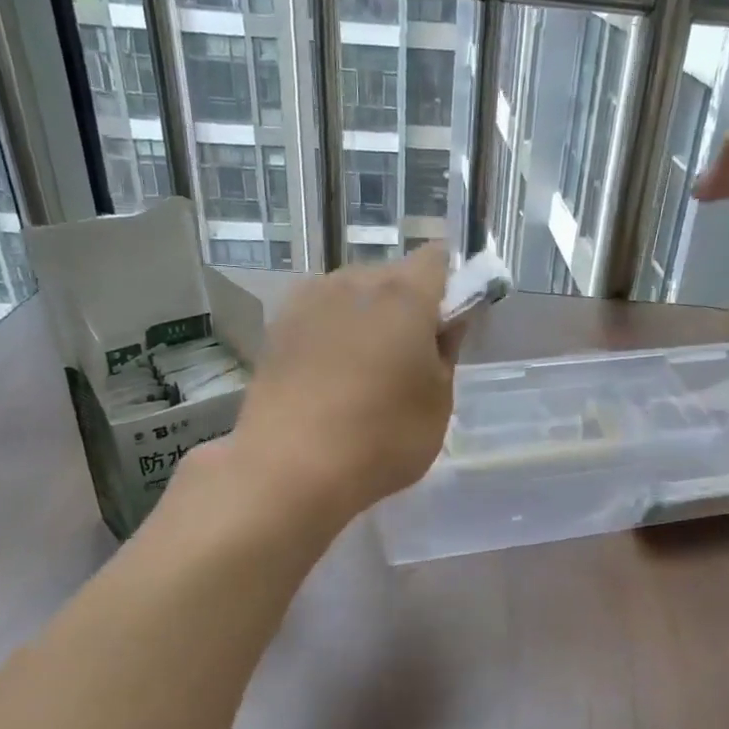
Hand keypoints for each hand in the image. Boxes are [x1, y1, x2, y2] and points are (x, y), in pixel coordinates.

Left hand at [230, 243, 457, 522]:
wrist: (289, 469)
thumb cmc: (382, 438)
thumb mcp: (439, 403)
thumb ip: (447, 352)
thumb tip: (444, 323)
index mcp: (403, 294)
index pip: (438, 259)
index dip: (452, 285)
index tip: (450, 324)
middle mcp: (353, 282)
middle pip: (393, 276)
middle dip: (408, 305)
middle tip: (411, 357)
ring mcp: (308, 301)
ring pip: (353, 294)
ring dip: (367, 318)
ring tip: (365, 371)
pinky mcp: (277, 328)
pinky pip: (320, 316)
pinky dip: (333, 334)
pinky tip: (330, 377)